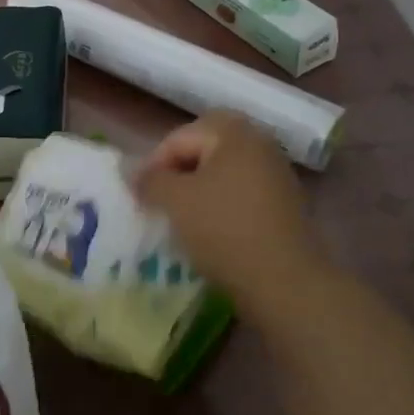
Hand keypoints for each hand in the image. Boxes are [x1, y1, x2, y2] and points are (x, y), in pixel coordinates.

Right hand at [136, 112, 326, 323]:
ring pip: (223, 172)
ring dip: (199, 189)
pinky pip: (241, 193)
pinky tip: (209, 231)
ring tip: (180, 218)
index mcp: (234, 133)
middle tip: (159, 199)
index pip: (180, 137)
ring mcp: (277, 174)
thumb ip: (149, 180)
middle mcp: (260, 144)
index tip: (139, 195)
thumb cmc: (224, 230)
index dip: (153, 163)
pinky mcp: (285, 204)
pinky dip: (221, 205)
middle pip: (205, 148)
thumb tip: (128, 169)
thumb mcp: (175, 201)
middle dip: (178, 171)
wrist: (285, 282)